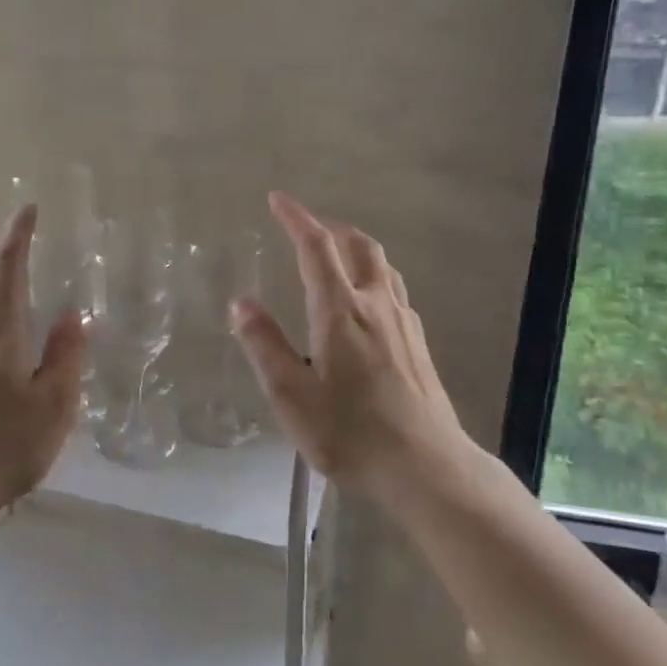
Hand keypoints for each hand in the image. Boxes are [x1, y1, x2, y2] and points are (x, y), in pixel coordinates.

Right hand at [232, 192, 469, 499]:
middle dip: (331, 228)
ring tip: (337, 255)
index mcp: (340, 312)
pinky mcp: (419, 344)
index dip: (296, 219)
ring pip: (383, 266)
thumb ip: (265, 346)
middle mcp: (376, 306)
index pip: (316, 248)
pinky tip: (368, 303)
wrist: (425, 466)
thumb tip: (241, 303)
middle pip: (359, 246)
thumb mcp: (291, 395)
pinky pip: (394, 291)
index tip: (278, 199)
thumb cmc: (350, 432)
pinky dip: (374, 277)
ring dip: (357, 249)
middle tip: (308, 228)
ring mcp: (403, 324)